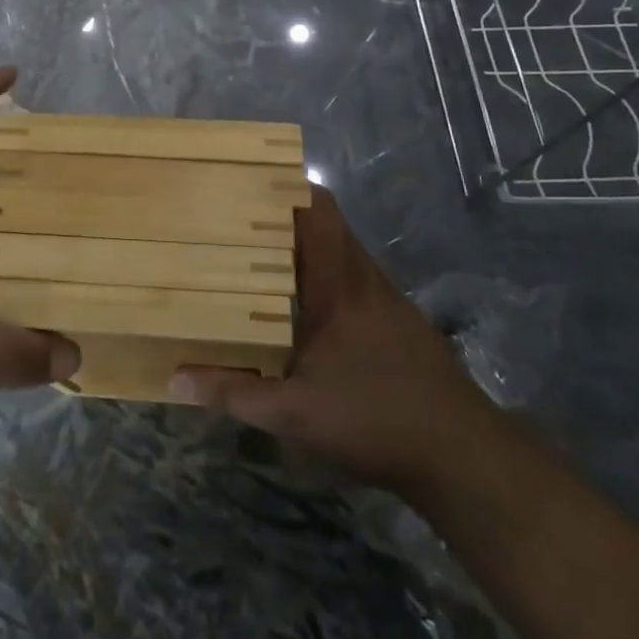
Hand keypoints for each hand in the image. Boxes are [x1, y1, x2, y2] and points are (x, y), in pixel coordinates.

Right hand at [171, 188, 489, 488]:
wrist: (463, 456)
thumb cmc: (374, 419)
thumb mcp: (293, 413)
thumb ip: (233, 392)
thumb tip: (175, 379)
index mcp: (338, 281)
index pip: (318, 208)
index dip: (286, 185)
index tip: (246, 182)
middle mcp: (362, 276)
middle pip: (325, 222)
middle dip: (282, 214)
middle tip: (235, 218)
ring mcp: (384, 297)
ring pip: (339, 250)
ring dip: (302, 247)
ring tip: (255, 254)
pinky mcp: (395, 320)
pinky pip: (351, 277)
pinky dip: (322, 275)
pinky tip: (298, 306)